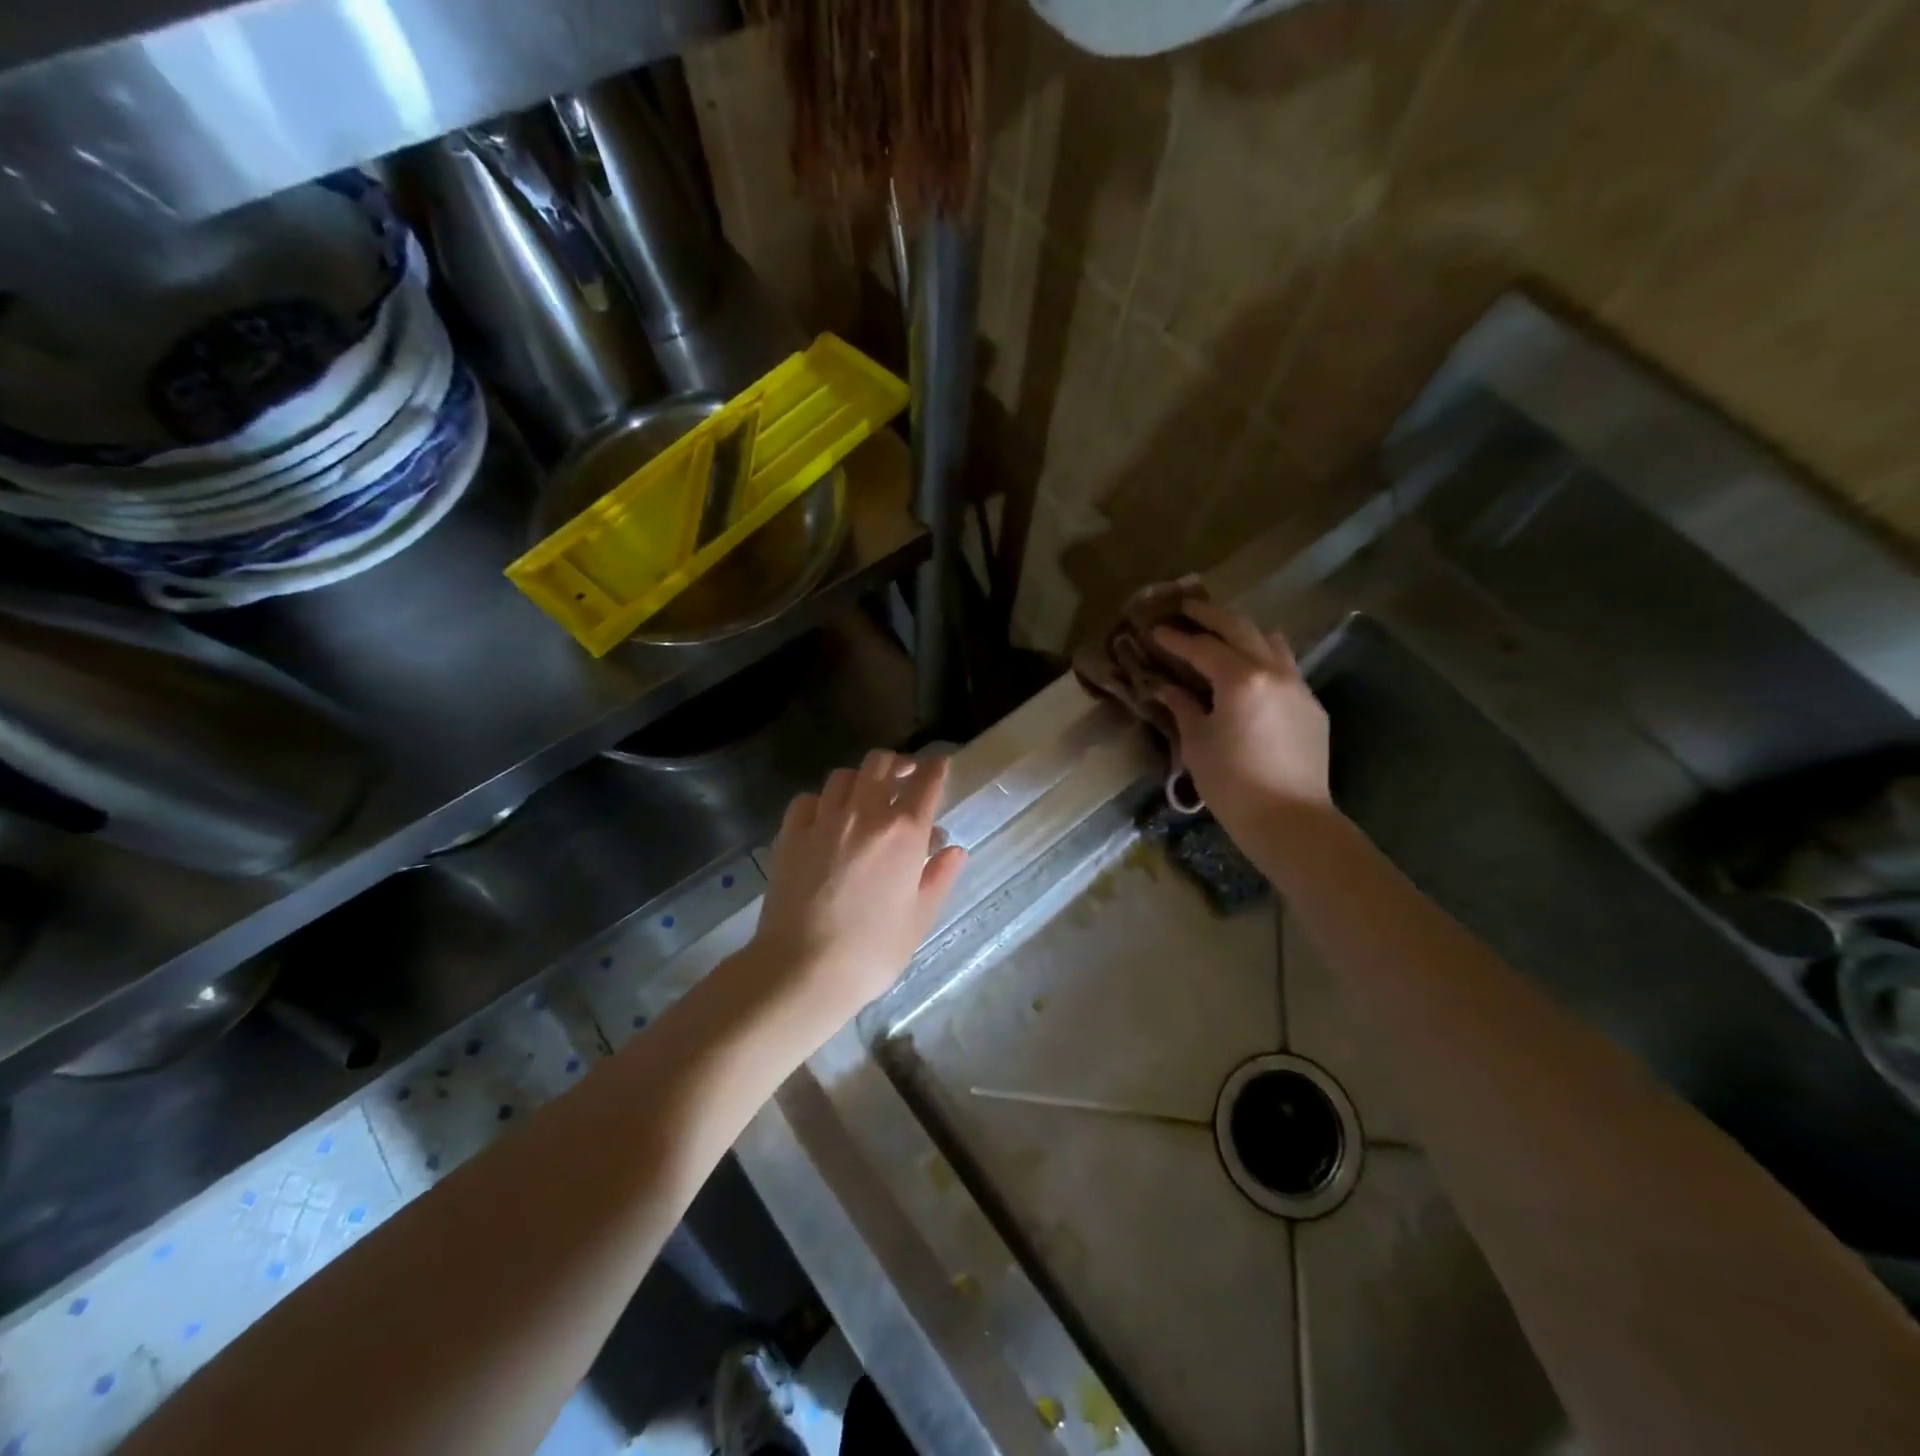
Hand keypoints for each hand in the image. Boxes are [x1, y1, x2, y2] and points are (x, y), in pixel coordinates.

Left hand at [752, 751, 968, 1025]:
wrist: (802, 968)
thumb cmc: (872, 950)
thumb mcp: (919, 918)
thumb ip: (939, 877)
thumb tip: (954, 849)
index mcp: (903, 832)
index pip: (926, 783)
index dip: (936, 768)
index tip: (941, 765)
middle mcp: (864, 814)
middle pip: (880, 764)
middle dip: (896, 764)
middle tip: (904, 778)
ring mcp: (823, 821)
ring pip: (843, 776)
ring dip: (860, 780)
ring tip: (864, 797)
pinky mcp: (790, 835)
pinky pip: (807, 800)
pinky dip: (821, 801)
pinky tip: (825, 818)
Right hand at [1152, 601, 1333, 841]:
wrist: (1290, 819)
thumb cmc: (1232, 784)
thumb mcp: (1197, 744)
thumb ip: (1183, 707)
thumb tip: (1167, 688)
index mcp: (1241, 679)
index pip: (1202, 647)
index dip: (1175, 638)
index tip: (1153, 629)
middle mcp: (1274, 671)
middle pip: (1240, 628)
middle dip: (1210, 616)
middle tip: (1185, 608)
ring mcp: (1298, 686)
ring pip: (1271, 641)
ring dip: (1243, 631)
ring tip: (1221, 634)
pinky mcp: (1311, 706)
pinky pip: (1286, 667)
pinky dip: (1263, 658)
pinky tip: (1248, 674)